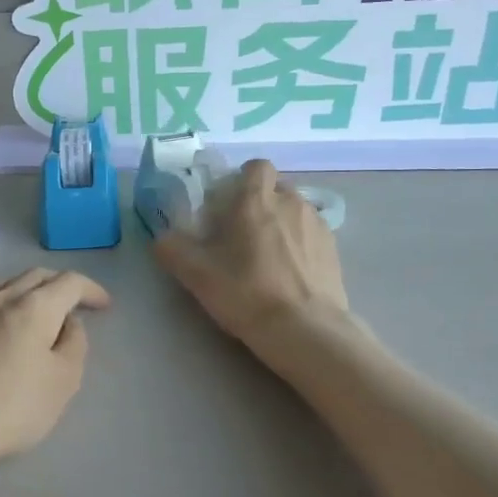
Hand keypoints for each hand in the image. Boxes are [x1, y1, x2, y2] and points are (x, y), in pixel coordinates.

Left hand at [0, 269, 110, 468]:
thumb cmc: (13, 407)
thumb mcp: (64, 381)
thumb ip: (74, 344)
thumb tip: (68, 323)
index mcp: (35, 307)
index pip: (70, 283)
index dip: (91, 290)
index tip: (103, 305)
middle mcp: (0, 299)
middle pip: (35, 276)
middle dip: (60, 284)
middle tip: (74, 304)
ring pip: (3, 285)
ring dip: (27, 291)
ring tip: (36, 311)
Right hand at [154, 159, 348, 350]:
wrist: (304, 329)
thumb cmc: (246, 293)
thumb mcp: (196, 274)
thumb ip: (172, 248)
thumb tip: (163, 237)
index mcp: (256, 199)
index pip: (255, 167)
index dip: (242, 180)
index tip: (228, 205)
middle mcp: (291, 202)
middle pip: (275, 188)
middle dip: (260, 204)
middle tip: (242, 235)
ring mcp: (317, 224)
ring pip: (295, 211)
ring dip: (281, 224)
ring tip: (268, 257)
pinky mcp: (333, 249)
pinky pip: (312, 234)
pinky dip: (300, 245)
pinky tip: (290, 274)